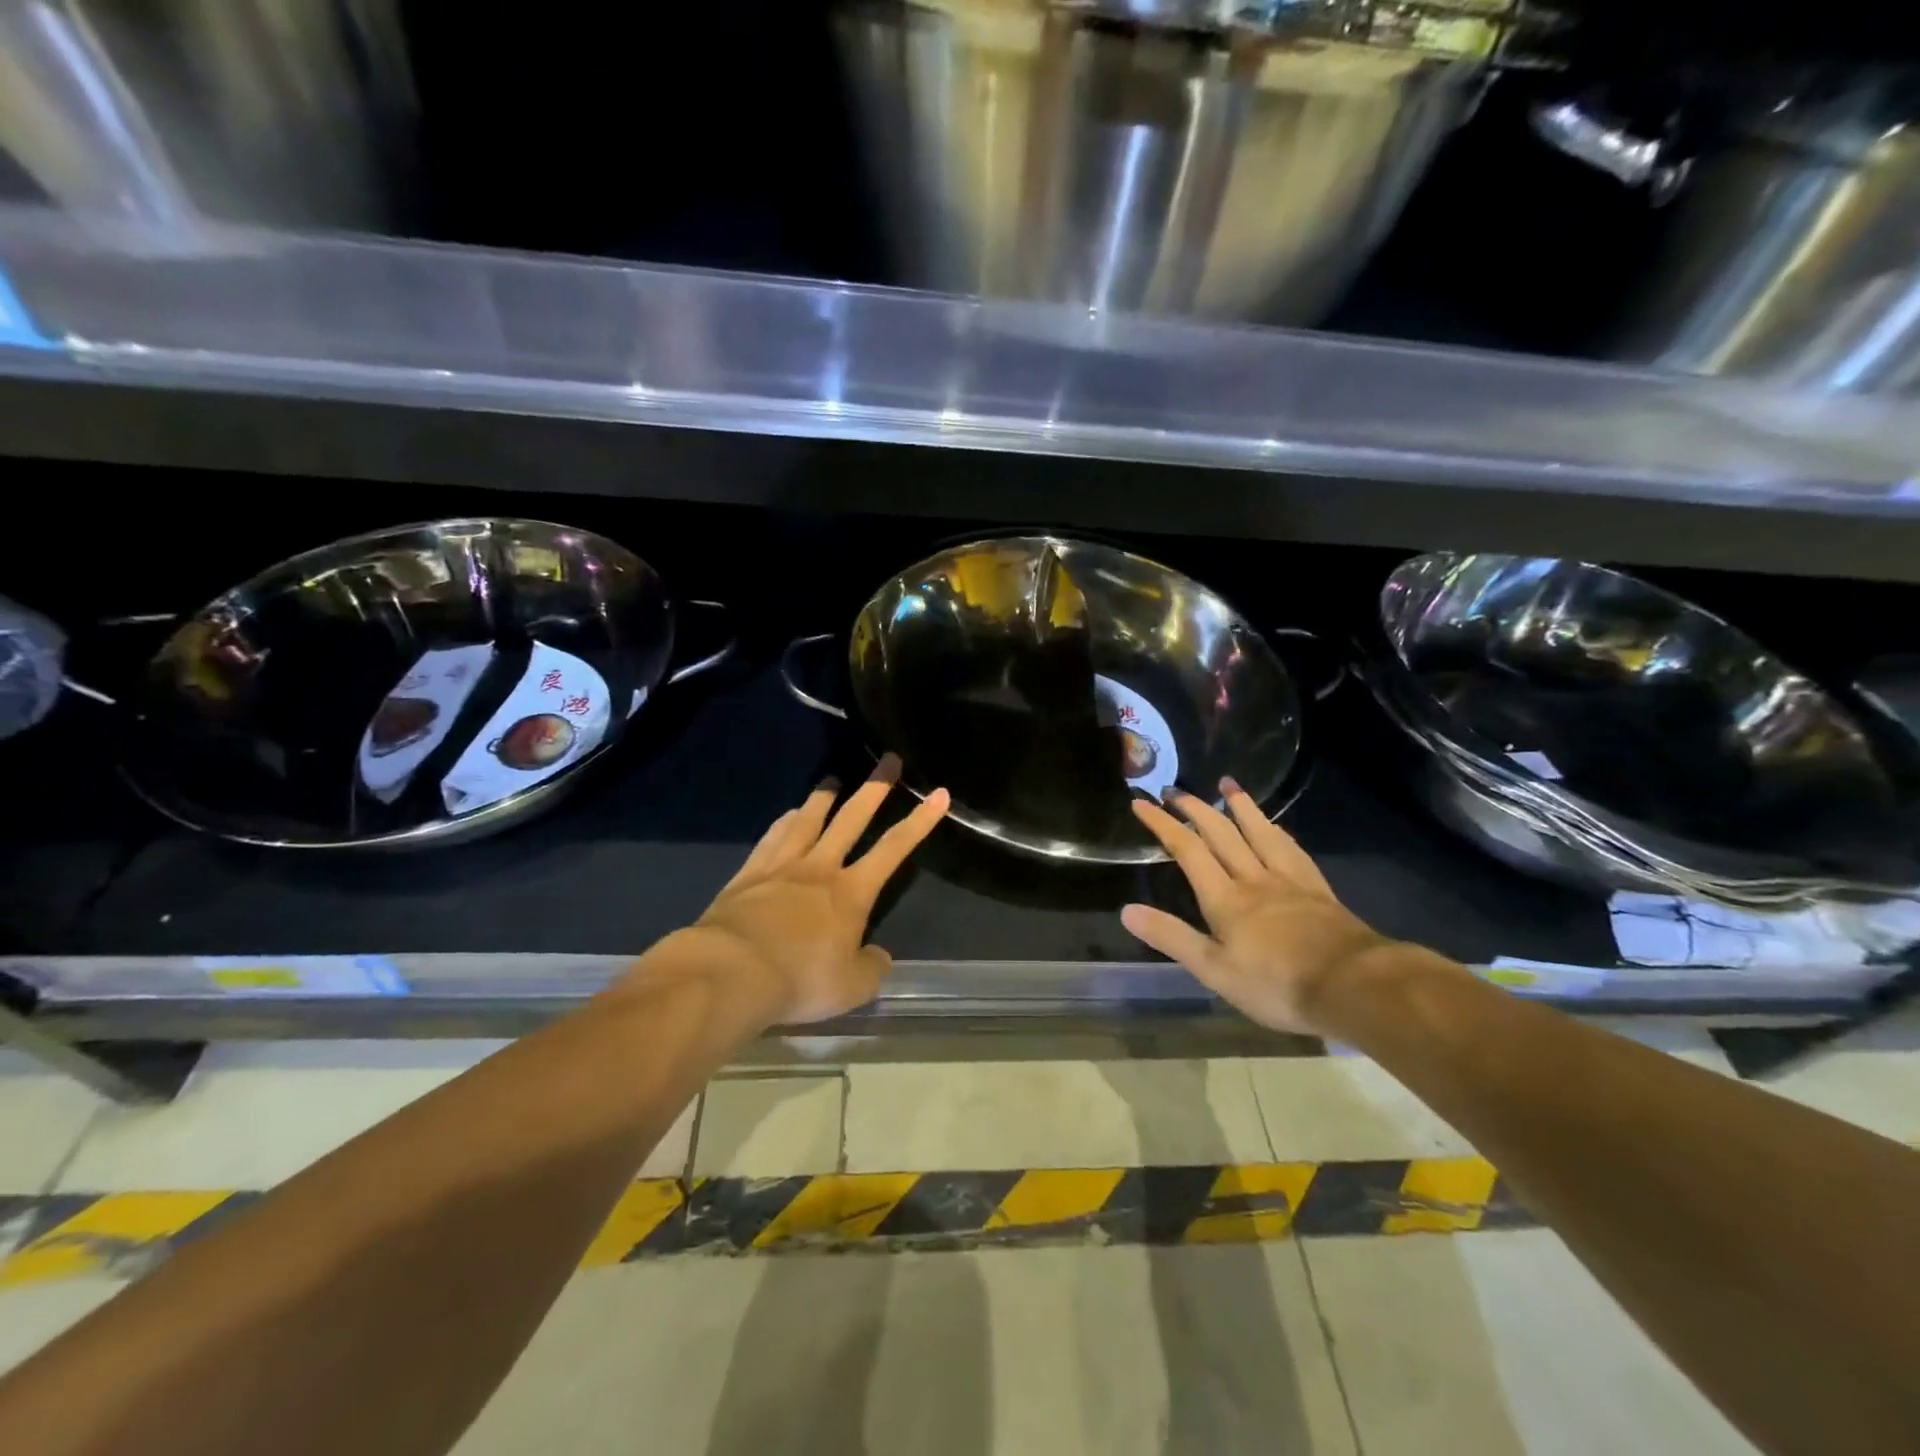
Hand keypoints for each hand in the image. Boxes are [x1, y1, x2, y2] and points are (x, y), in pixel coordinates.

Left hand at [675, 755, 949, 1024]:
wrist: (731, 971)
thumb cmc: (800, 979)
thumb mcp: (850, 987)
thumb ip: (871, 969)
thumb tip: (880, 957)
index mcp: (851, 893)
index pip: (894, 849)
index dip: (920, 821)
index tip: (939, 793)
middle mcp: (819, 868)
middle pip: (851, 818)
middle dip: (875, 788)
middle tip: (888, 759)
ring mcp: (781, 867)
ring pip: (807, 820)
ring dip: (823, 798)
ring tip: (832, 779)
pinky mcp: (748, 874)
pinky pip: (771, 839)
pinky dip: (783, 822)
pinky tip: (786, 815)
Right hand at [1121, 780, 1391, 1034]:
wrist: (1354, 986)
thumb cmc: (1278, 985)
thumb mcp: (1214, 970)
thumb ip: (1171, 937)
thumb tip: (1126, 910)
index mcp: (1225, 899)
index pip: (1188, 851)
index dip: (1163, 824)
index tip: (1142, 803)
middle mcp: (1254, 879)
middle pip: (1221, 834)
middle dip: (1195, 809)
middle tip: (1176, 789)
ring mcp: (1289, 881)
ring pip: (1259, 833)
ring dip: (1240, 807)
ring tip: (1227, 784)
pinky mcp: (1317, 889)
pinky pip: (1292, 850)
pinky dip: (1277, 831)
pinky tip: (1275, 826)